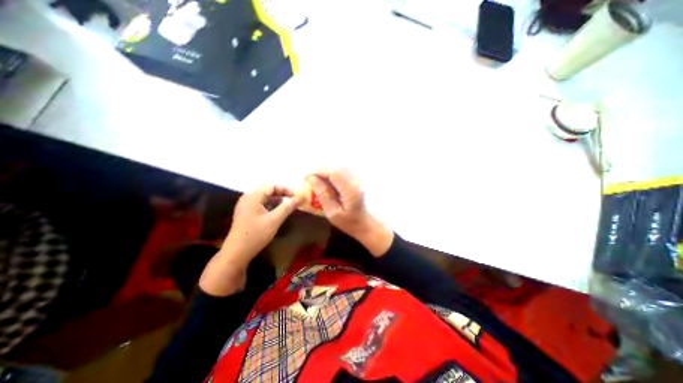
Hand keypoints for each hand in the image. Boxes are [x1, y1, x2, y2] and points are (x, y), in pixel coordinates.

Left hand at [200, 185, 301, 296]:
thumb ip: (288, 207)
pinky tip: (277, 211)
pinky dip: (270, 204)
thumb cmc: (256, 235)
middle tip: (294, 200)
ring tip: (288, 205)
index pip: (272, 186)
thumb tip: (300, 198)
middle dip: (282, 193)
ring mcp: (245, 205)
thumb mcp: (274, 220)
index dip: (286, 189)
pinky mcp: (245, 212)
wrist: (237, 252)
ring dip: (277, 198)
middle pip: (268, 189)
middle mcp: (248, 197)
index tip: (297, 196)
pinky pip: (260, 202)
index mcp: (253, 196)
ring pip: (264, 196)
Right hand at [308, 169, 392, 256]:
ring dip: (325, 170)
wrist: (363, 222)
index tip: (306, 177)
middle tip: (309, 178)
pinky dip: (331, 172)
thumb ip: (323, 196)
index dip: (319, 172)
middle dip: (320, 170)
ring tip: (316, 179)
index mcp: (350, 191)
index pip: (333, 173)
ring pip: (338, 167)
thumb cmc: (348, 222)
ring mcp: (357, 179)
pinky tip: (325, 180)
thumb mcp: (332, 213)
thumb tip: (312, 179)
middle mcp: (355, 181)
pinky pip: (341, 170)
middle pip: (336, 167)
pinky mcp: (355, 178)